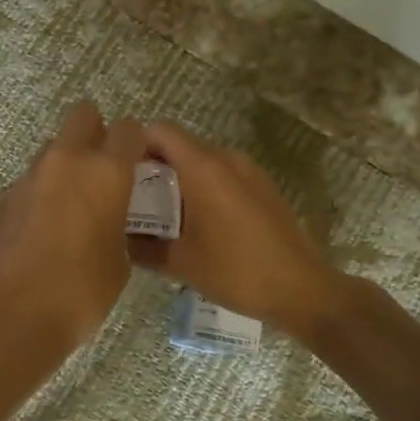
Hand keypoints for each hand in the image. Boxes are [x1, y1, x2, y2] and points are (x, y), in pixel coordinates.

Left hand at [0, 102, 145, 356]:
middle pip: (82, 115)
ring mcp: (29, 177)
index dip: (137, 143)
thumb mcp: (119, 262)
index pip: (129, 130)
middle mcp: (66, 162)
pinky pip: (32, 182)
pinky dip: (42, 194)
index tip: (138, 164)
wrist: (9, 315)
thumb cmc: (80, 292)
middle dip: (95, 131)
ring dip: (67, 165)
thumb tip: (106, 219)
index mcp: (105, 172)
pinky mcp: (3, 198)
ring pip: (53, 149)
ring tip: (73, 207)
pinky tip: (44, 230)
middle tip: (103, 168)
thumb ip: (117, 225)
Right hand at [127, 122, 342, 336]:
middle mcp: (227, 159)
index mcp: (203, 168)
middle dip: (154, 168)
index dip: (135, 145)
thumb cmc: (236, 271)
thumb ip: (142, 247)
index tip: (120, 172)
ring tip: (163, 216)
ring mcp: (249, 171)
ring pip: (202, 163)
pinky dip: (203, 190)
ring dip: (179, 181)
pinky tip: (198, 225)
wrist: (301, 289)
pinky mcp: (263, 187)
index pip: (160, 131)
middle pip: (180, 146)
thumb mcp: (180, 263)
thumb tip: (119, 239)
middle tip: (134, 201)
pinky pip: (223, 176)